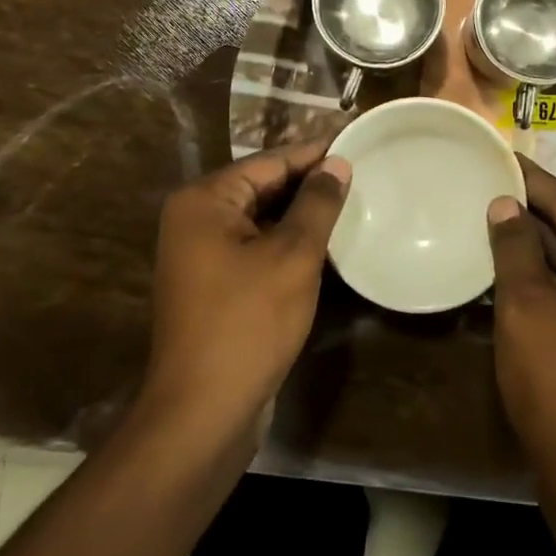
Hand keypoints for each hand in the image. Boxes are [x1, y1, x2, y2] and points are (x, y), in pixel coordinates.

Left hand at [143, 141, 350, 441]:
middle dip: (308, 185)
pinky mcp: (213, 286)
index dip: (314, 154)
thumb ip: (316, 204)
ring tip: (351, 206)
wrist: (203, 411)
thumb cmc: (248, 322)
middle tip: (361, 176)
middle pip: (261, 188)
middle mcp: (194, 220)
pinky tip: (324, 247)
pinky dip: (286, 245)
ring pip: (260, 221)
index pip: (269, 163)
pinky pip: (254, 249)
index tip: (355, 144)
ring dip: (300, 217)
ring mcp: (200, 255)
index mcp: (204, 201)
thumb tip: (337, 164)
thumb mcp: (292, 256)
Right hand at [487, 158, 555, 482]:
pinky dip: (542, 278)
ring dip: (532, 247)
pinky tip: (505, 269)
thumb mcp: (528, 306)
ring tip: (484, 220)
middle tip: (481, 187)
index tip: (497, 157)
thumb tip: (505, 205)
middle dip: (529, 213)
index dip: (530, 181)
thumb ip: (516, 247)